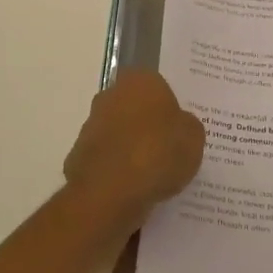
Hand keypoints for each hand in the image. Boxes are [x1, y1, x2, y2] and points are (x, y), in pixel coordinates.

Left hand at [64, 70, 204, 223]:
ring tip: (154, 175)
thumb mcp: (194, 138)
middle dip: (148, 125)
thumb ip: (187, 126)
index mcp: (140, 81)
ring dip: (131, 147)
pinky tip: (133, 188)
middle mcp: (111, 95)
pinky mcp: (79, 155)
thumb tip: (178, 125)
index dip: (169, 107)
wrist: (110, 191)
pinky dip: (117, 169)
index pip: (158, 86)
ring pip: (119, 133)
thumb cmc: (158, 153)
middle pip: (135, 108)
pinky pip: (107, 158)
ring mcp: (91, 125)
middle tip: (169, 149)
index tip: (179, 128)